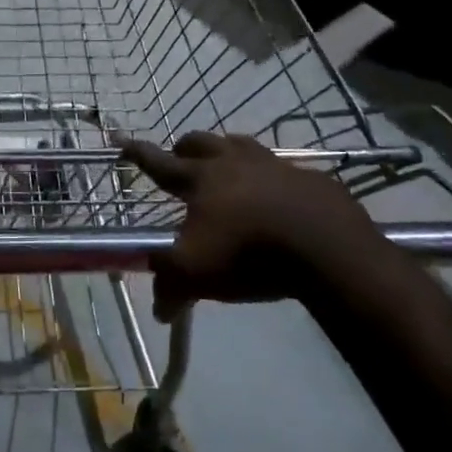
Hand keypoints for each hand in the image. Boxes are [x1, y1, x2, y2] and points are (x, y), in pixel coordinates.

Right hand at [120, 133, 381, 319]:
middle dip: (185, 148)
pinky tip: (279, 197)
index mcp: (200, 179)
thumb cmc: (249, 255)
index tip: (124, 143)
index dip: (138, 153)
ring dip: (228, 152)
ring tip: (227, 169)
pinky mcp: (310, 178)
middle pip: (200, 141)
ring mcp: (274, 165)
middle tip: (180, 160)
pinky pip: (284, 169)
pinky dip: (273, 177)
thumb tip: (159, 310)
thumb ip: (170, 286)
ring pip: (241, 145)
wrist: (327, 249)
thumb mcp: (197, 275)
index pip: (159, 162)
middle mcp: (233, 162)